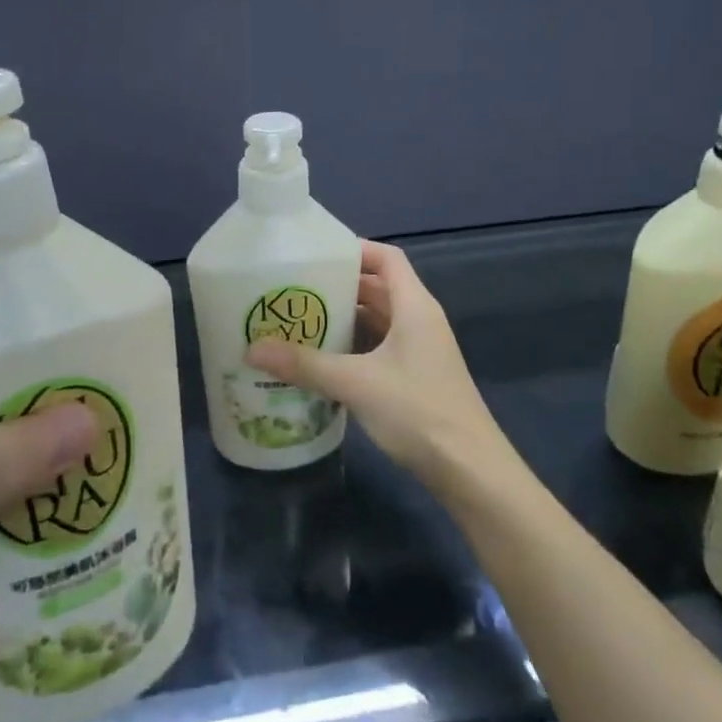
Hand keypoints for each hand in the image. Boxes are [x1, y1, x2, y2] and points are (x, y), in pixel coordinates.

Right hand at [244, 240, 507, 490]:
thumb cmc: (418, 411)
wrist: (470, 471)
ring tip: (299, 323)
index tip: (314, 254)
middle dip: (338, 287)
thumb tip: (251, 349)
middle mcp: (419, 321)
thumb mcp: (356, 383)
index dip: (355, 250)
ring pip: (377, 322)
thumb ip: (305, 364)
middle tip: (294, 290)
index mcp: (414, 306)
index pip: (386, 258)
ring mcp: (419, 351)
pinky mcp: (414, 378)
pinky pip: (378, 349)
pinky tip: (321, 362)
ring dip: (343, 320)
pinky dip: (352, 348)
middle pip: (377, 289)